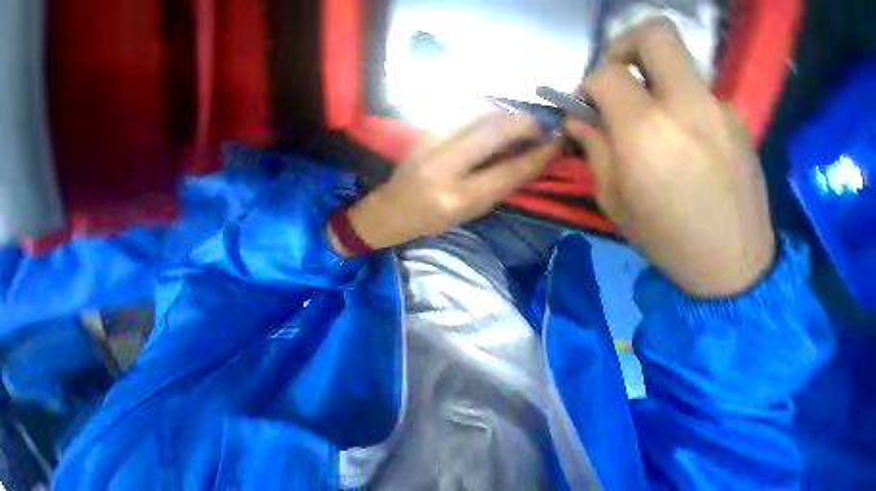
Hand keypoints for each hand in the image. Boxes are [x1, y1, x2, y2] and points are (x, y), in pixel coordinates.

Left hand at [330, 111, 558, 254]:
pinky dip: (486, 111)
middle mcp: (444, 167)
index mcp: (457, 198)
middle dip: (525, 123)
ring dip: (506, 113)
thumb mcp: (468, 213)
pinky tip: (493, 120)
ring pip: (479, 111)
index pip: (506, 172)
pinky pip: (462, 111)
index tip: (556, 144)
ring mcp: (431, 144)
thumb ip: (498, 188)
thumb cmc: (433, 220)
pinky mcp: (424, 131)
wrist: (394, 209)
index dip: (537, 156)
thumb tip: (527, 161)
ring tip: (518, 123)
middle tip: (540, 126)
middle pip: (494, 130)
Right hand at [565, 20, 775, 296]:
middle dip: (621, 48)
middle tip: (606, 82)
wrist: (729, 256)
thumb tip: (578, 119)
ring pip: (675, 65)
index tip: (580, 107)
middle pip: (656, 34)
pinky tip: (665, 139)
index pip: (608, 75)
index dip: (586, 85)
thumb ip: (593, 147)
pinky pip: (692, 92)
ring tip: (633, 123)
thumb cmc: (657, 232)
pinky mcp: (735, 115)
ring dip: (645, 82)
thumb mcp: (609, 194)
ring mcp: (718, 105)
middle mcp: (686, 105)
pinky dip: (668, 102)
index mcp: (646, 132)